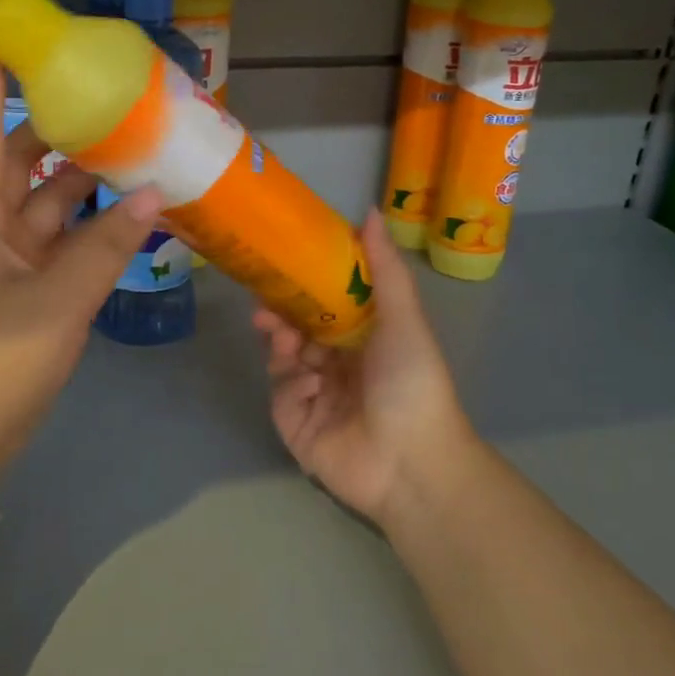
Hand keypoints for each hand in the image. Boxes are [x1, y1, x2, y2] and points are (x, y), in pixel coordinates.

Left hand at [0, 48, 161, 446]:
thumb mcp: (56, 301)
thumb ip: (106, 248)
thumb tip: (153, 196)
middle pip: (18, 160)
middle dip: (53, 126)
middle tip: (100, 94)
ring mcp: (5, 261)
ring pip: (45, 203)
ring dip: (81, 179)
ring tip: (130, 148)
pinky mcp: (24, 292)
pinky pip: (60, 243)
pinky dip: (90, 228)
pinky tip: (127, 216)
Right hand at [253, 211, 473, 525]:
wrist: (410, 464)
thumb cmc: (411, 383)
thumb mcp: (403, 320)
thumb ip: (385, 269)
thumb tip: (371, 211)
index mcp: (366, 340)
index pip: (328, 303)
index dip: (306, 283)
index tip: (285, 261)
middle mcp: (339, 364)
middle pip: (299, 328)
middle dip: (281, 311)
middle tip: (263, 299)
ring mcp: (315, 395)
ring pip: (284, 357)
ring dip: (280, 341)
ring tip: (277, 333)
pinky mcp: (296, 423)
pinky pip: (281, 393)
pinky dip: (290, 384)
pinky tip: (306, 384)